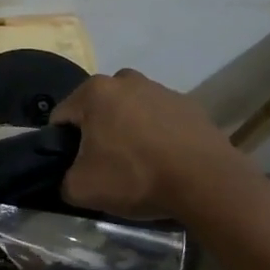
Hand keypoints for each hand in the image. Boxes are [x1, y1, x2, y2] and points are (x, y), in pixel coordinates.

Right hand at [52, 68, 269, 228]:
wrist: (208, 183)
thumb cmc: (136, 177)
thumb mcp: (81, 189)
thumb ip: (62, 179)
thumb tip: (70, 177)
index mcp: (94, 91)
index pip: (61, 117)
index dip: (61, 144)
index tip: (74, 166)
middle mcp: (125, 80)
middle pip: (97, 109)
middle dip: (96, 132)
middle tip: (105, 165)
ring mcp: (161, 89)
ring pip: (129, 111)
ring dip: (127, 131)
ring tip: (138, 165)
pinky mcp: (190, 105)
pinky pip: (160, 119)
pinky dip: (157, 135)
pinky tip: (164, 161)